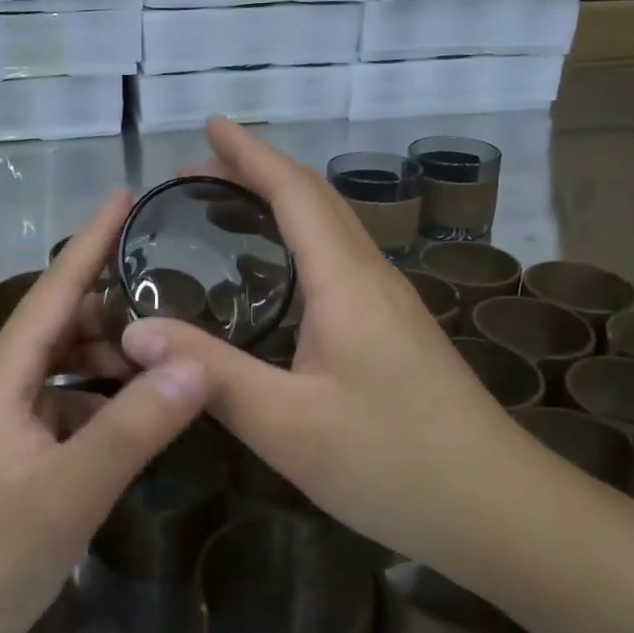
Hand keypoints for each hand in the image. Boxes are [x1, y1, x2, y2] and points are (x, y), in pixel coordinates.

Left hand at [0, 192, 209, 632]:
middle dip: (118, 304)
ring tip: (174, 349)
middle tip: (181, 291)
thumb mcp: (72, 489)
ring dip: (115, 356)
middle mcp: (4, 385)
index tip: (125, 195)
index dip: (92, 240)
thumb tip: (198, 362)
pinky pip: (71, 406)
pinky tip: (143, 414)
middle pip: (65, 322)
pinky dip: (107, 400)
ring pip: (70, 367)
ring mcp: (10, 422)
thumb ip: (136, 425)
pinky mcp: (19, 456)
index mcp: (5, 374)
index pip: (56, 288)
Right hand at [118, 118, 539, 569]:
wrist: (498, 508)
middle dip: (257, 171)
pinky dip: (298, 238)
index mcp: (345, 281)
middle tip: (197, 171)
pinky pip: (338, 258)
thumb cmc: (392, 463)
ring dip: (280, 201)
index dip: (249, 154)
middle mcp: (370, 275)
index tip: (209, 124)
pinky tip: (276, 271)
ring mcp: (390, 300)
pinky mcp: (395, 327)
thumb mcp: (286, 424)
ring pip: (330, 227)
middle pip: (314, 198)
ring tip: (226, 206)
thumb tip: (135, 332)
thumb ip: (211, 373)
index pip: (293, 192)